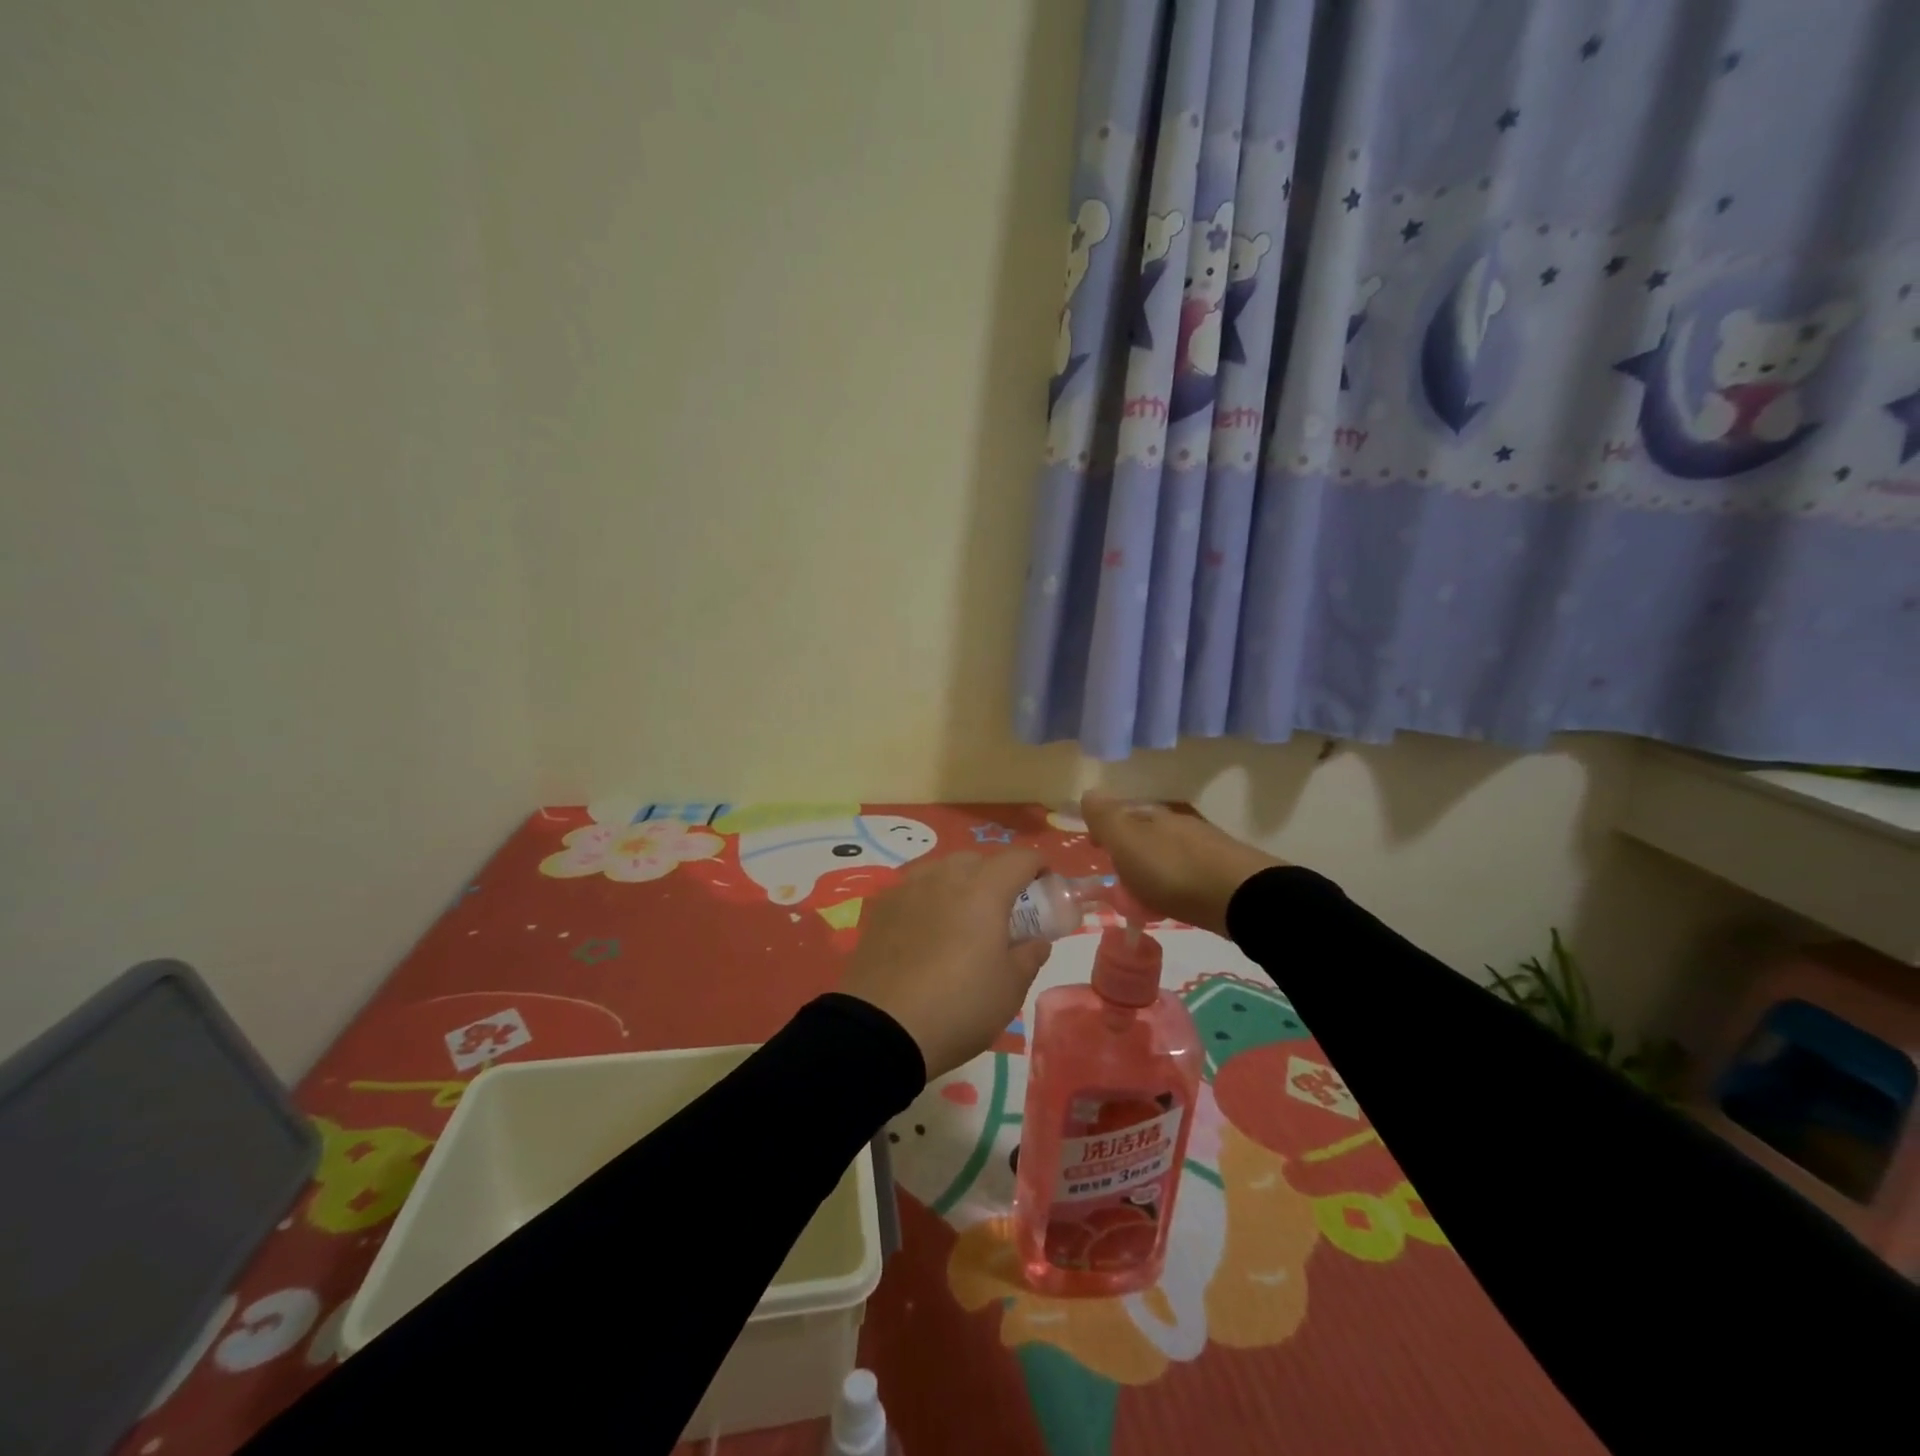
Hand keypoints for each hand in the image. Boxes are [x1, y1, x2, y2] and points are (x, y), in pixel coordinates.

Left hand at [838, 848, 1051, 1080]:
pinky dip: (929, 899)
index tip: (1045, 888)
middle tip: (1004, 912)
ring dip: (960, 884)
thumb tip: (1036, 941)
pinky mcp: (880, 906)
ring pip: (942, 869)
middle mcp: (945, 876)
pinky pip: (914, 888)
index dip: (1038, 868)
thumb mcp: (1010, 989)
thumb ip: (1029, 956)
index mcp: (984, 889)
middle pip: (978, 860)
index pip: (1020, 858)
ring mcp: (908, 888)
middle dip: (997, 876)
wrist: (882, 1029)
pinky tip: (926, 930)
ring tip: (962, 919)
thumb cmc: (959, 1006)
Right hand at [1080, 790, 1282, 936]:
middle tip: (1119, 879)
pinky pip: (1189, 874)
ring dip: (1154, 869)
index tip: (1097, 850)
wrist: (1241, 898)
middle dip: (1131, 851)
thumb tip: (1088, 791)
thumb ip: (1106, 819)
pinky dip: (1176, 884)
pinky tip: (1175, 901)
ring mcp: (1206, 848)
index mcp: (1154, 817)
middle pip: (1147, 834)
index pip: (1123, 815)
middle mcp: (1180, 825)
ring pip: (1169, 853)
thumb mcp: (1128, 843)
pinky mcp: (1225, 873)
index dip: (1106, 830)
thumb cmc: (1173, 871)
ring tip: (1145, 897)